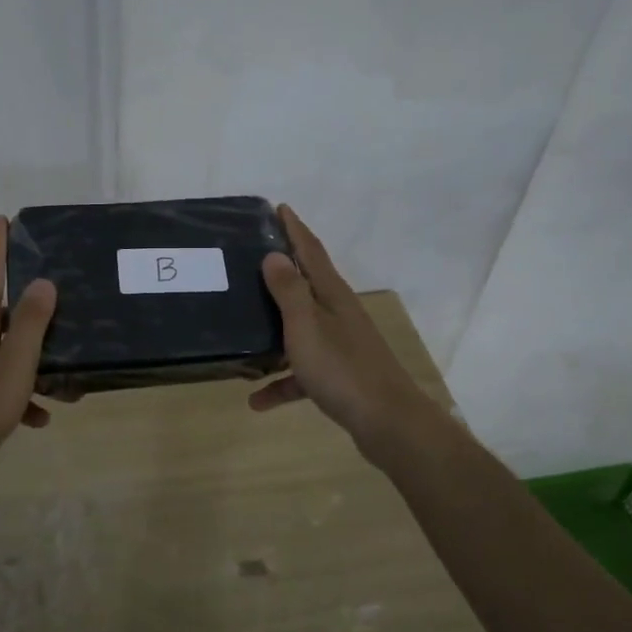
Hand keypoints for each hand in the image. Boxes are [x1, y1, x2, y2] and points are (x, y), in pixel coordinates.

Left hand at [0, 217, 57, 487]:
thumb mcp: (13, 367)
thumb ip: (31, 325)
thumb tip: (43, 281)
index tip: (2, 219)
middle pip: (0, 313)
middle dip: (31, 310)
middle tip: (60, 305)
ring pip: (3, 353)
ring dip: (33, 363)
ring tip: (66, 386)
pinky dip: (18, 395)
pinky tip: (37, 419)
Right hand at [249, 205, 445, 454]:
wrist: (388, 423)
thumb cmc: (342, 369)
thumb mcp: (306, 326)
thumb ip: (289, 290)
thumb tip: (274, 254)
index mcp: (332, 295)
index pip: (311, 251)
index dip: (295, 228)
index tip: (279, 208)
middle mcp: (339, 313)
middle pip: (307, 284)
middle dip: (282, 271)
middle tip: (251, 258)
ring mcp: (341, 345)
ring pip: (301, 329)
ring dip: (275, 330)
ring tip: (243, 329)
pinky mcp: (339, 375)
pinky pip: (302, 372)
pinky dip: (282, 382)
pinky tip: (257, 401)